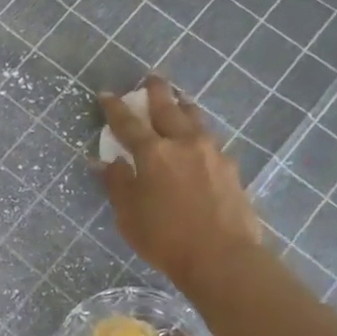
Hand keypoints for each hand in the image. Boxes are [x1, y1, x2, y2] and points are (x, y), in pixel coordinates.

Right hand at [94, 76, 262, 289]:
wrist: (222, 257)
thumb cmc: (165, 238)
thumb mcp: (129, 215)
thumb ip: (117, 184)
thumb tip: (105, 162)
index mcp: (153, 153)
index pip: (128, 122)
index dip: (115, 107)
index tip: (106, 94)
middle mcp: (183, 143)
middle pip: (168, 108)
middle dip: (156, 91)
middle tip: (151, 78)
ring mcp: (212, 153)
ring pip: (195, 118)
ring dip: (182, 106)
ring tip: (178, 100)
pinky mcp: (231, 168)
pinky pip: (210, 139)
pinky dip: (199, 132)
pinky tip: (198, 139)